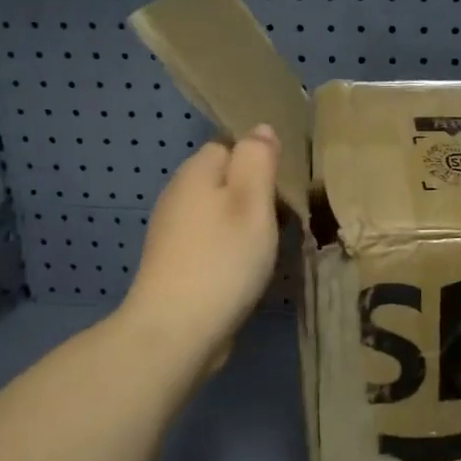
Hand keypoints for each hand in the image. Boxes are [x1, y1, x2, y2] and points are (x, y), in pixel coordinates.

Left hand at [120, 126, 282, 367]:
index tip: (286, 186)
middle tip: (286, 218)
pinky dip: (231, 250)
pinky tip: (248, 269)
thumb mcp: (252, 201)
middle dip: (255, 194)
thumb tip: (261, 129)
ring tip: (272, 246)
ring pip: (219, 214)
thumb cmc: (223, 259)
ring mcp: (173, 233)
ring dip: (245, 225)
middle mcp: (178, 196)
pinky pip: (212, 243)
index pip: (230, 146)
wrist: (177, 331)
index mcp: (195, 173)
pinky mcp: (177, 266)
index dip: (260, 160)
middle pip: (224, 180)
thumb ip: (258, 159)